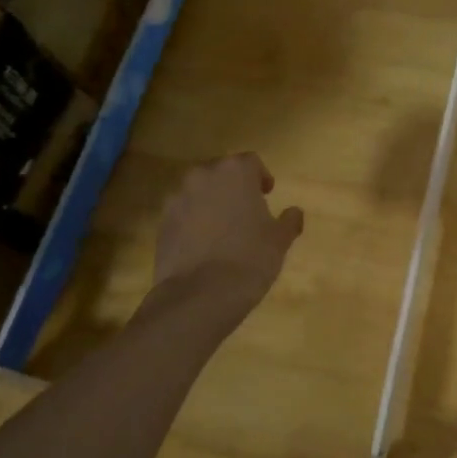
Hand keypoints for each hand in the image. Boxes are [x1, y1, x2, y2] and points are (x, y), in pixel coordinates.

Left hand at [153, 153, 303, 309]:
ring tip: (223, 229)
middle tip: (246, 210)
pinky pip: (182, 214)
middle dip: (233, 187)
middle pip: (221, 173)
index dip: (261, 176)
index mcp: (235, 173)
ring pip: (198, 192)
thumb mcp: (280, 240)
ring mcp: (178, 199)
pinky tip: (203, 246)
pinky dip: (193, 222)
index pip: (251, 162)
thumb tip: (294, 212)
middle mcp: (203, 177)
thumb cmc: (250, 258)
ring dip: (210, 203)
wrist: (200, 294)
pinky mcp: (162, 223)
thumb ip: (289, 221)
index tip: (267, 194)